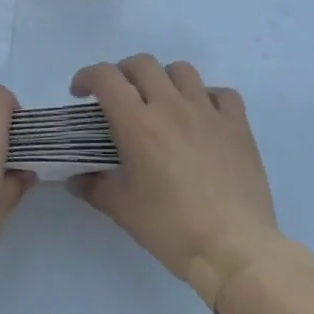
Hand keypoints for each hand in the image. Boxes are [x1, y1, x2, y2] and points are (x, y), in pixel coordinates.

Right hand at [68, 55, 281, 309]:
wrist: (235, 250)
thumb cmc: (173, 229)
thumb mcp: (124, 211)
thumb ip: (95, 188)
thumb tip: (75, 179)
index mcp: (137, 123)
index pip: (105, 77)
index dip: (87, 77)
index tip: (81, 94)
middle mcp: (171, 106)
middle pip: (142, 63)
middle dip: (123, 73)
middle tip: (120, 97)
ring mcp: (208, 113)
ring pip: (182, 70)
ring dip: (164, 79)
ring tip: (161, 102)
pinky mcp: (237, 126)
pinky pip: (222, 93)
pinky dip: (207, 97)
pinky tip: (202, 117)